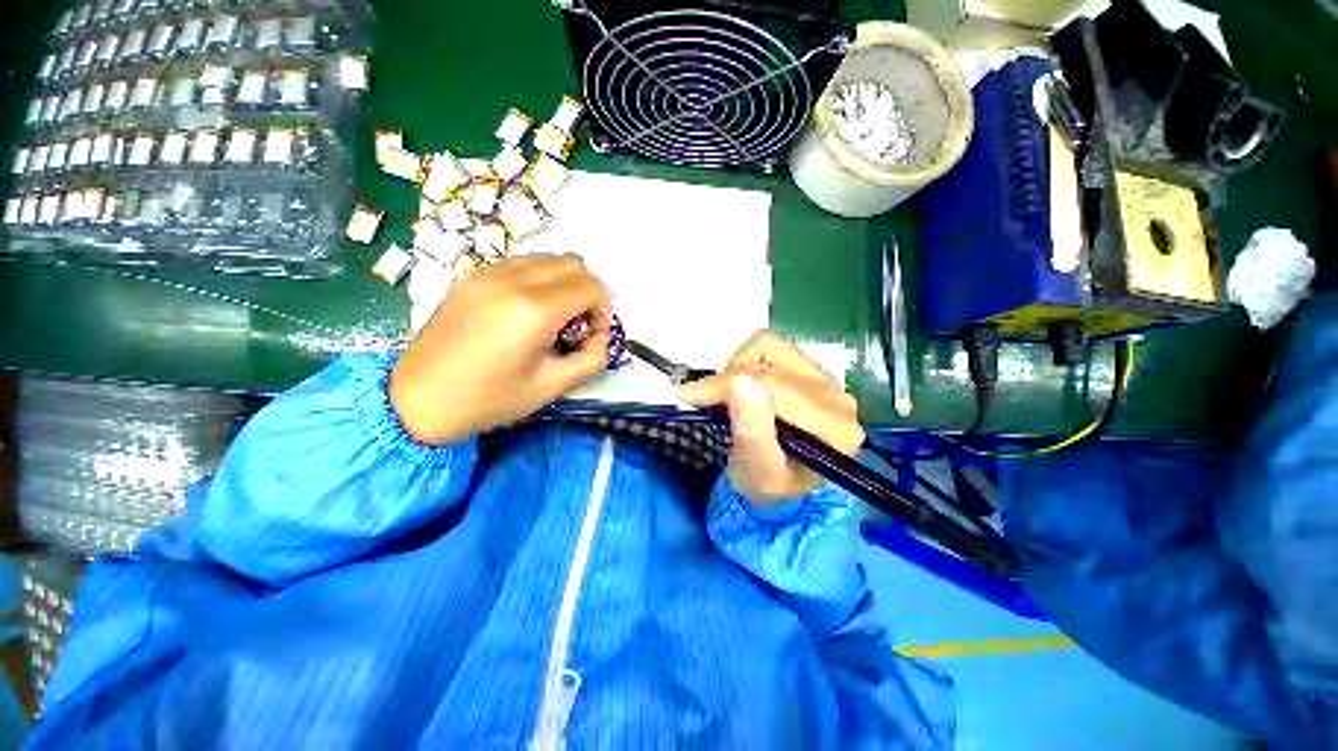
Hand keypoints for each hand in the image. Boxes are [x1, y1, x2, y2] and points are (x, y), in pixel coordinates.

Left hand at [389, 255, 612, 445]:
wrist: (417, 400)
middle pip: (573, 263)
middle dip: (588, 292)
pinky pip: (521, 265)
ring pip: (548, 258)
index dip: (603, 310)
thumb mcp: (553, 387)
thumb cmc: (489, 400)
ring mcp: (486, 273)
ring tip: (553, 318)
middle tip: (578, 324)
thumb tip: (600, 336)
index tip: (593, 335)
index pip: (591, 287)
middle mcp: (511, 280)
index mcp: (533, 311)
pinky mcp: (470, 276)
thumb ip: (592, 358)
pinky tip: (527, 311)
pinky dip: (539, 280)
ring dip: (564, 283)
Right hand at [680, 331, 863, 508]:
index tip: (692, 396)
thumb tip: (739, 382)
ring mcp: (827, 379)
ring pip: (770, 347)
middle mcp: (838, 398)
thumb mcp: (757, 472)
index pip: (773, 387)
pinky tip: (745, 387)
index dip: (727, 386)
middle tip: (705, 400)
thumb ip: (752, 432)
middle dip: (729, 381)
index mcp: (834, 429)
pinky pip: (771, 345)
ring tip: (731, 398)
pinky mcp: (811, 368)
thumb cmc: (767, 484)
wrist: (779, 481)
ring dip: (738, 368)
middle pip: (770, 366)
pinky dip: (747, 360)